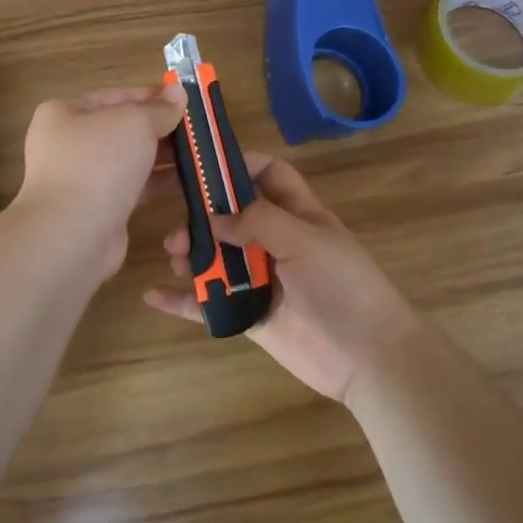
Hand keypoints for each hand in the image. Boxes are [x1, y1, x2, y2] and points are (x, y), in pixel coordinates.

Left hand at [13, 85, 186, 277]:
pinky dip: (158, 183)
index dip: (151, 96)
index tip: (185, 100)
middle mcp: (70, 144)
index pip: (115, 96)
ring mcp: (83, 179)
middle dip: (161, 128)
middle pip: (124, 129)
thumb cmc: (98, 164)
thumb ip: (159, 109)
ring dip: (164, 156)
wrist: (72, 234)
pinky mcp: (99, 209)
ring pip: (130, 160)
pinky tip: (189, 182)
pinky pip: (133, 188)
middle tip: (198, 129)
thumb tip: (178, 92)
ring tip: (201, 154)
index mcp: (66, 113)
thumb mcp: (134, 123)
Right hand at [144, 154, 425, 404]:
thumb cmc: (343, 288)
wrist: (368, 357)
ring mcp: (262, 279)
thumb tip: (214, 218)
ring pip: (217, 258)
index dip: (240, 164)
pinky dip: (182, 300)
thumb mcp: (306, 241)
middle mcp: (277, 242)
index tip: (203, 164)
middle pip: (232, 217)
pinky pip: (210, 303)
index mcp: (299, 215)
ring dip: (191, 255)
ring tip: (174, 257)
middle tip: (179, 228)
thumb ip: (259, 222)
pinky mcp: (250, 315)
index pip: (270, 174)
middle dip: (203, 216)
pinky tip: (154, 295)